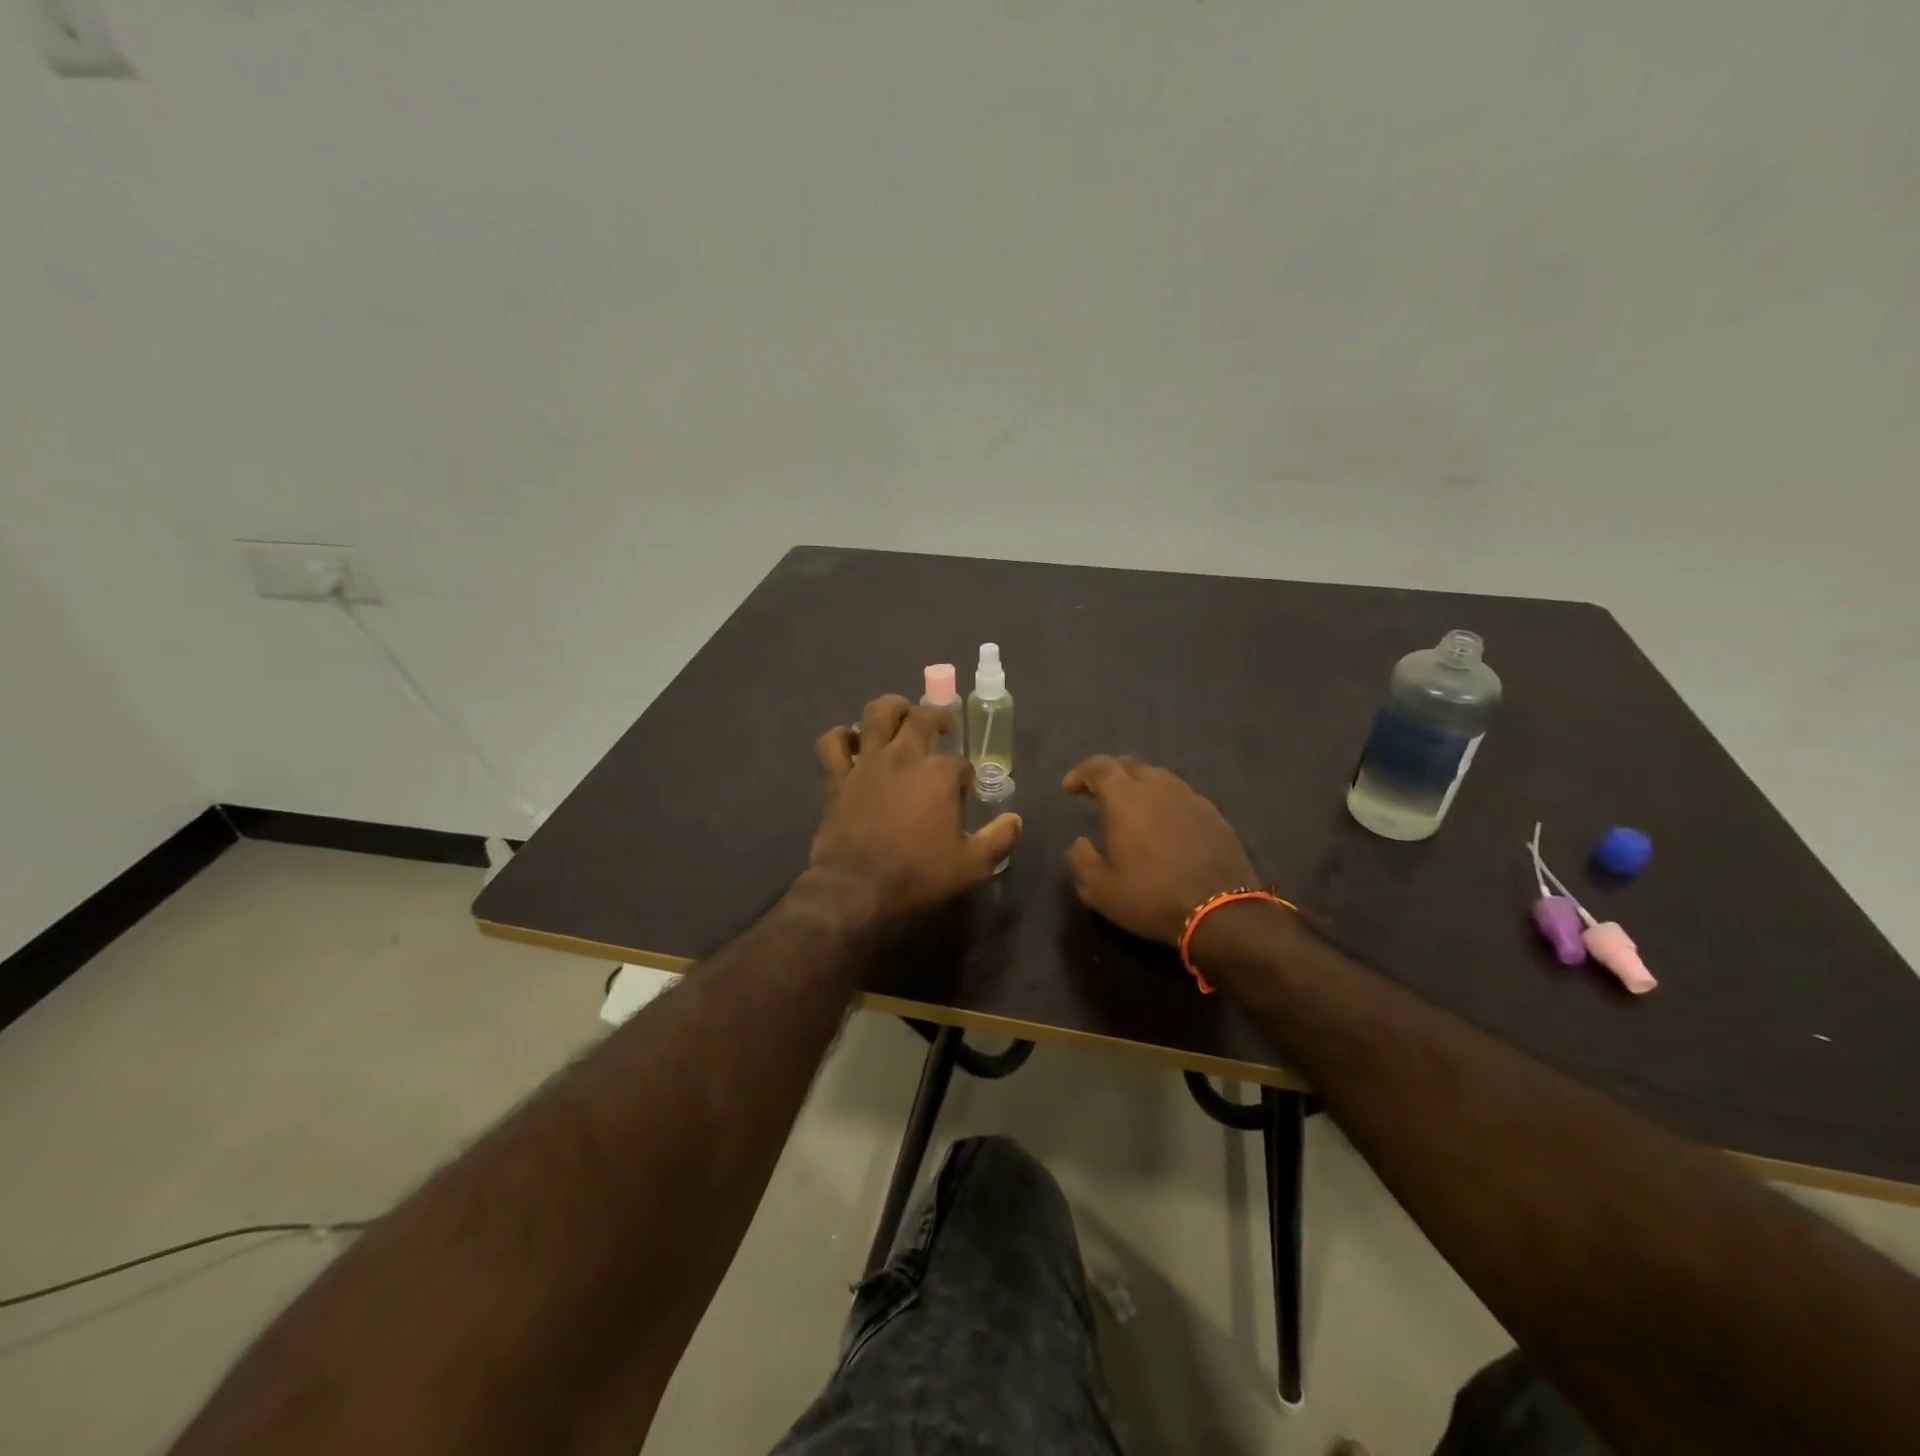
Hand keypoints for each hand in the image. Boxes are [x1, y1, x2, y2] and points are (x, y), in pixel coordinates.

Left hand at [810, 695, 1021, 921]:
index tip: (965, 790)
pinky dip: (841, 737)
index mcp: (939, 774)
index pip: (960, 763)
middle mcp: (904, 757)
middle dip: (938, 717)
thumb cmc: (917, 874)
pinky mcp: (838, 777)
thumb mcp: (972, 865)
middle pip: (922, 717)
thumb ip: (998, 840)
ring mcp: (867, 763)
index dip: (965, 775)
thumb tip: (1015, 820)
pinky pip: (832, 743)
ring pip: (877, 713)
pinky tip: (851, 742)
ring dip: (892, 708)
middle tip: (944, 728)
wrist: (856, 888)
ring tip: (901, 716)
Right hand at [1062, 755, 1258, 944]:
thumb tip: (1080, 842)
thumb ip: (1080, 859)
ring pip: (1159, 777)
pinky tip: (1164, 824)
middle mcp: (1159, 788)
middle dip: (1110, 774)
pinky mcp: (1214, 815)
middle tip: (1098, 792)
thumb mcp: (1098, 888)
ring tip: (1132, 807)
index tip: (1069, 788)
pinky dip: (1165, 802)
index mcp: (1126, 798)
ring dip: (1140, 786)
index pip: (1099, 767)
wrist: (1221, 912)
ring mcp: (1191, 798)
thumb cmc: (1151, 896)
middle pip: (1130, 765)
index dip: (1081, 773)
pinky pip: (1182, 796)